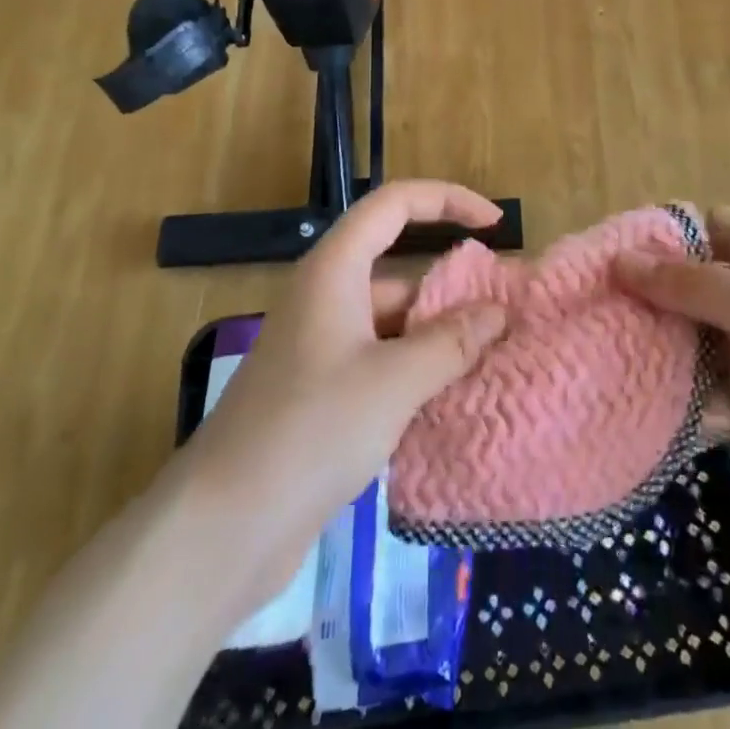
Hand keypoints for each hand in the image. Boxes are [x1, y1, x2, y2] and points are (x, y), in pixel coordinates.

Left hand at [171, 181, 508, 613]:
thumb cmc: (310, 431)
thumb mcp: (393, 382)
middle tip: (506, 317)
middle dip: (452, 287)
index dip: (448, 201)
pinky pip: (381, 361)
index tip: (497, 224)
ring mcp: (321, 346)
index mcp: (335, 270)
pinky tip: (451, 400)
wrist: (223, 527)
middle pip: (399, 268)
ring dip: (438, 337)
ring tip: (493, 361)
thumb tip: (496, 312)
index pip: (396, 204)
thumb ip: (450, 342)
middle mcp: (326, 297)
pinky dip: (416, 371)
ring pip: (393, 322)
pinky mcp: (320, 392)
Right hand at [617, 207, 729, 535]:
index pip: (696, 227)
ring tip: (586, 351)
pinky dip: (667, 394)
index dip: (651, 235)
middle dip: (637, 295)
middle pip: (682, 284)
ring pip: (685, 338)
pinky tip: (620, 398)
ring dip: (646, 344)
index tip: (596, 254)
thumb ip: (690, 285)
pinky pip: (698, 390)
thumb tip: (619, 260)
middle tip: (578, 308)